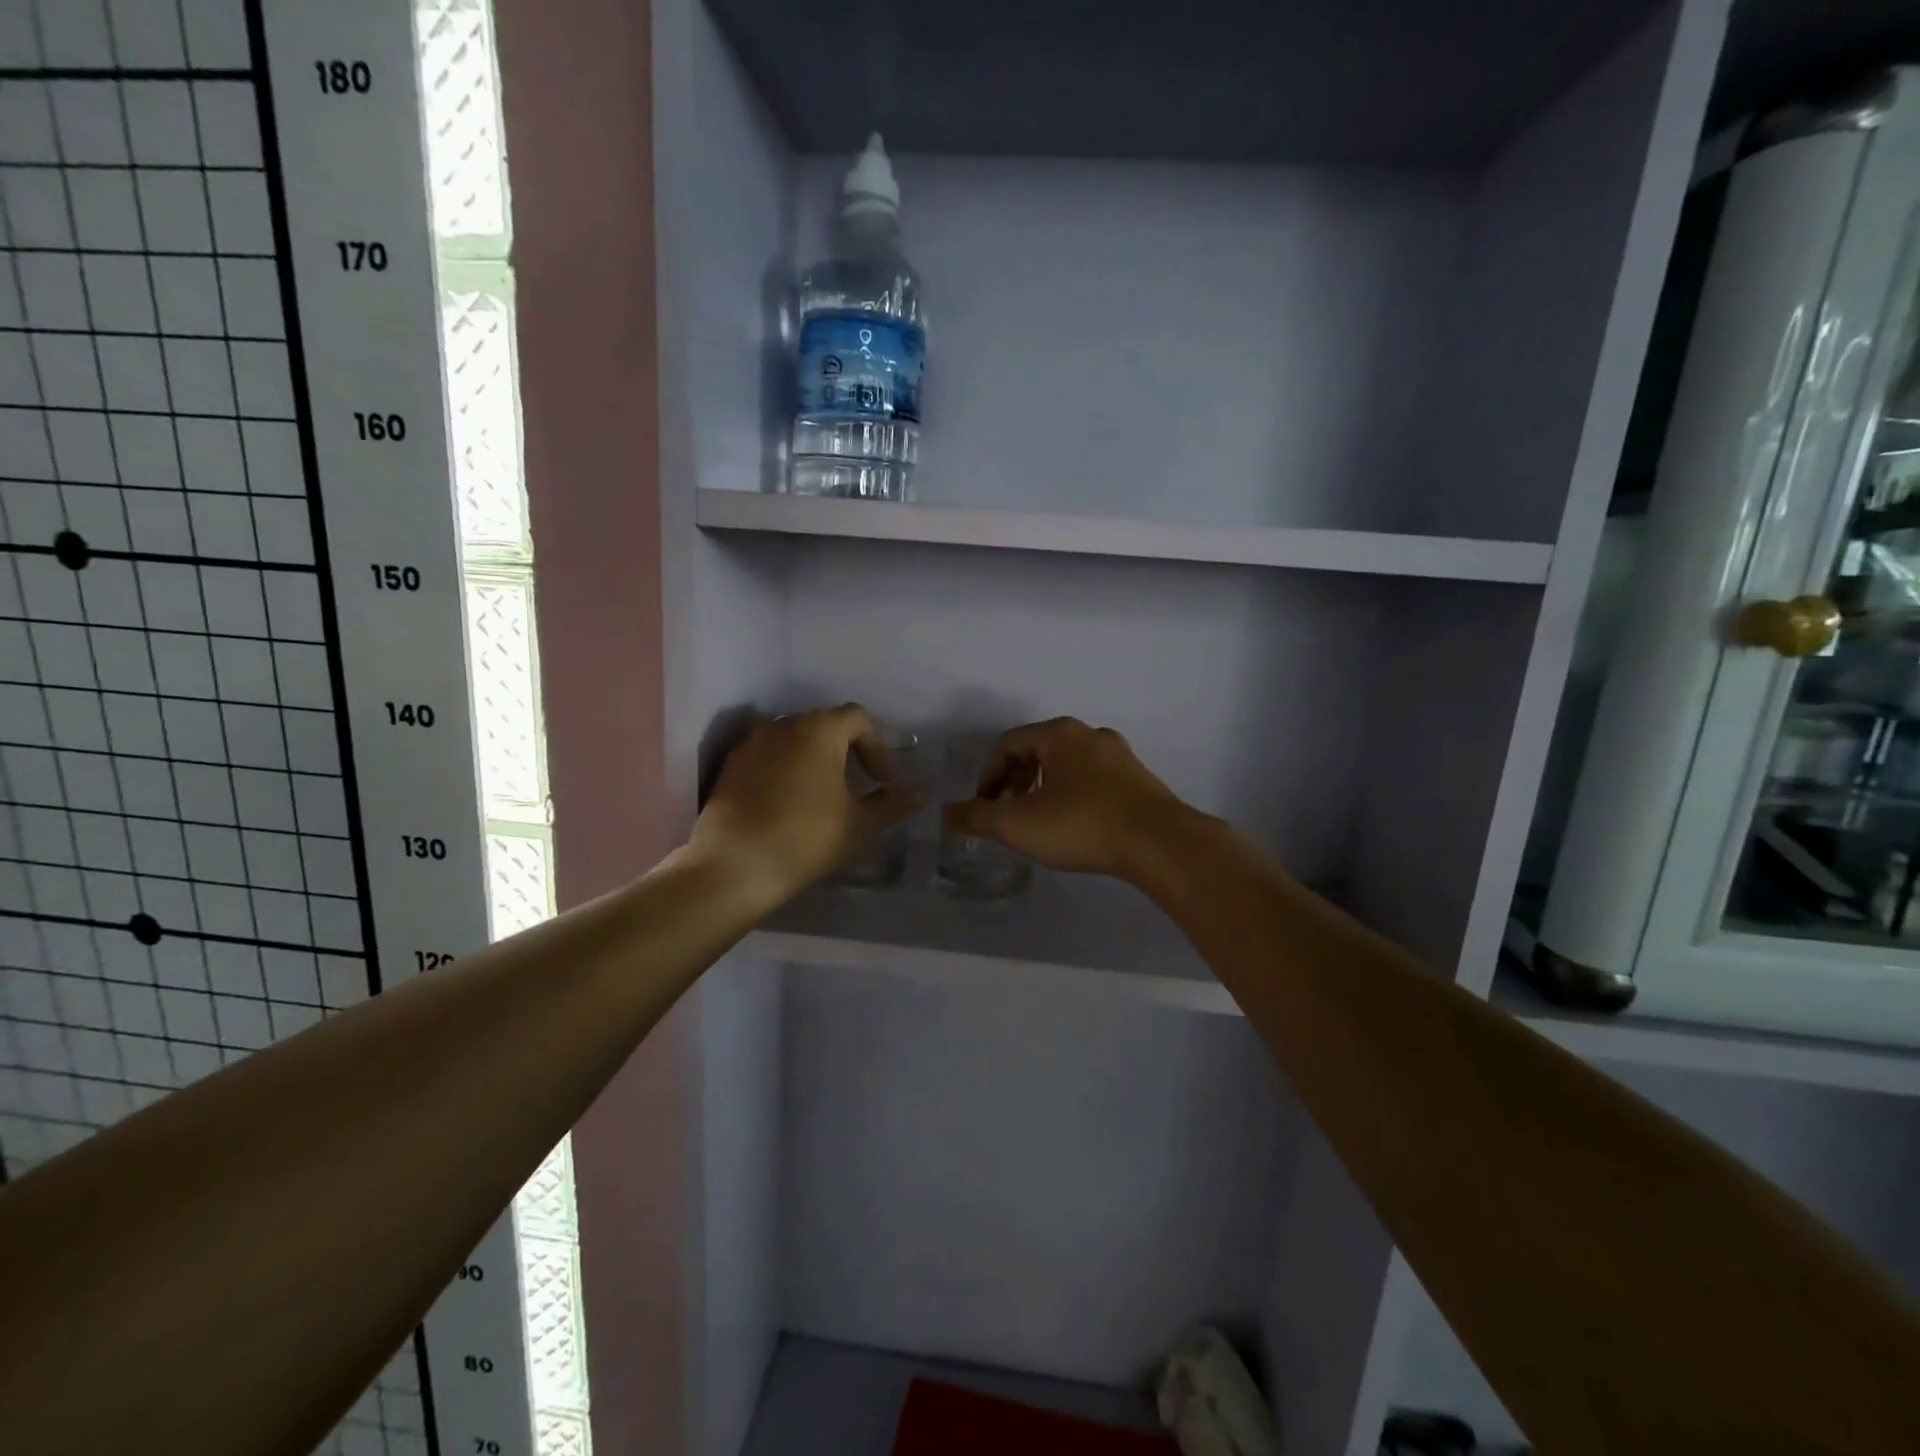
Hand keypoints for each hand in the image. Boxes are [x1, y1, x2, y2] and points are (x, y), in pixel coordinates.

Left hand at [692, 704, 921, 900]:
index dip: (877, 748)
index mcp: (820, 729)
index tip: (882, 783)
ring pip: (793, 740)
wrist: (735, 864)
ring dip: (813, 760)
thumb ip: (892, 804)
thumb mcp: (861, 825)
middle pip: (824, 724)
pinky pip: (767, 758)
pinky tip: (787, 805)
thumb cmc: (808, 837)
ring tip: (822, 796)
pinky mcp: (730, 767)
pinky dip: (784, 771)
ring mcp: (751, 744)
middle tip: (856, 785)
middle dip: (846, 750)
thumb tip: (919, 794)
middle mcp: (783, 725)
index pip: (858, 718)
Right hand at [943, 717, 1193, 878]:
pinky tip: (1075, 830)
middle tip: (1008, 815)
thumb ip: (977, 817)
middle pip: (1037, 752)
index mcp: (1060, 734)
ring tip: (1039, 825)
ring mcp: (1121, 757)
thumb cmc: (1082, 824)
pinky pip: (1094, 783)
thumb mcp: (1018, 824)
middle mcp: (1091, 735)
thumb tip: (948, 814)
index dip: (987, 776)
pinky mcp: (1141, 782)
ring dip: (1044, 792)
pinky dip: (1073, 800)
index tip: (984, 808)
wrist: (1160, 844)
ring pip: (1067, 768)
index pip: (1007, 744)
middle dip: (1015, 783)